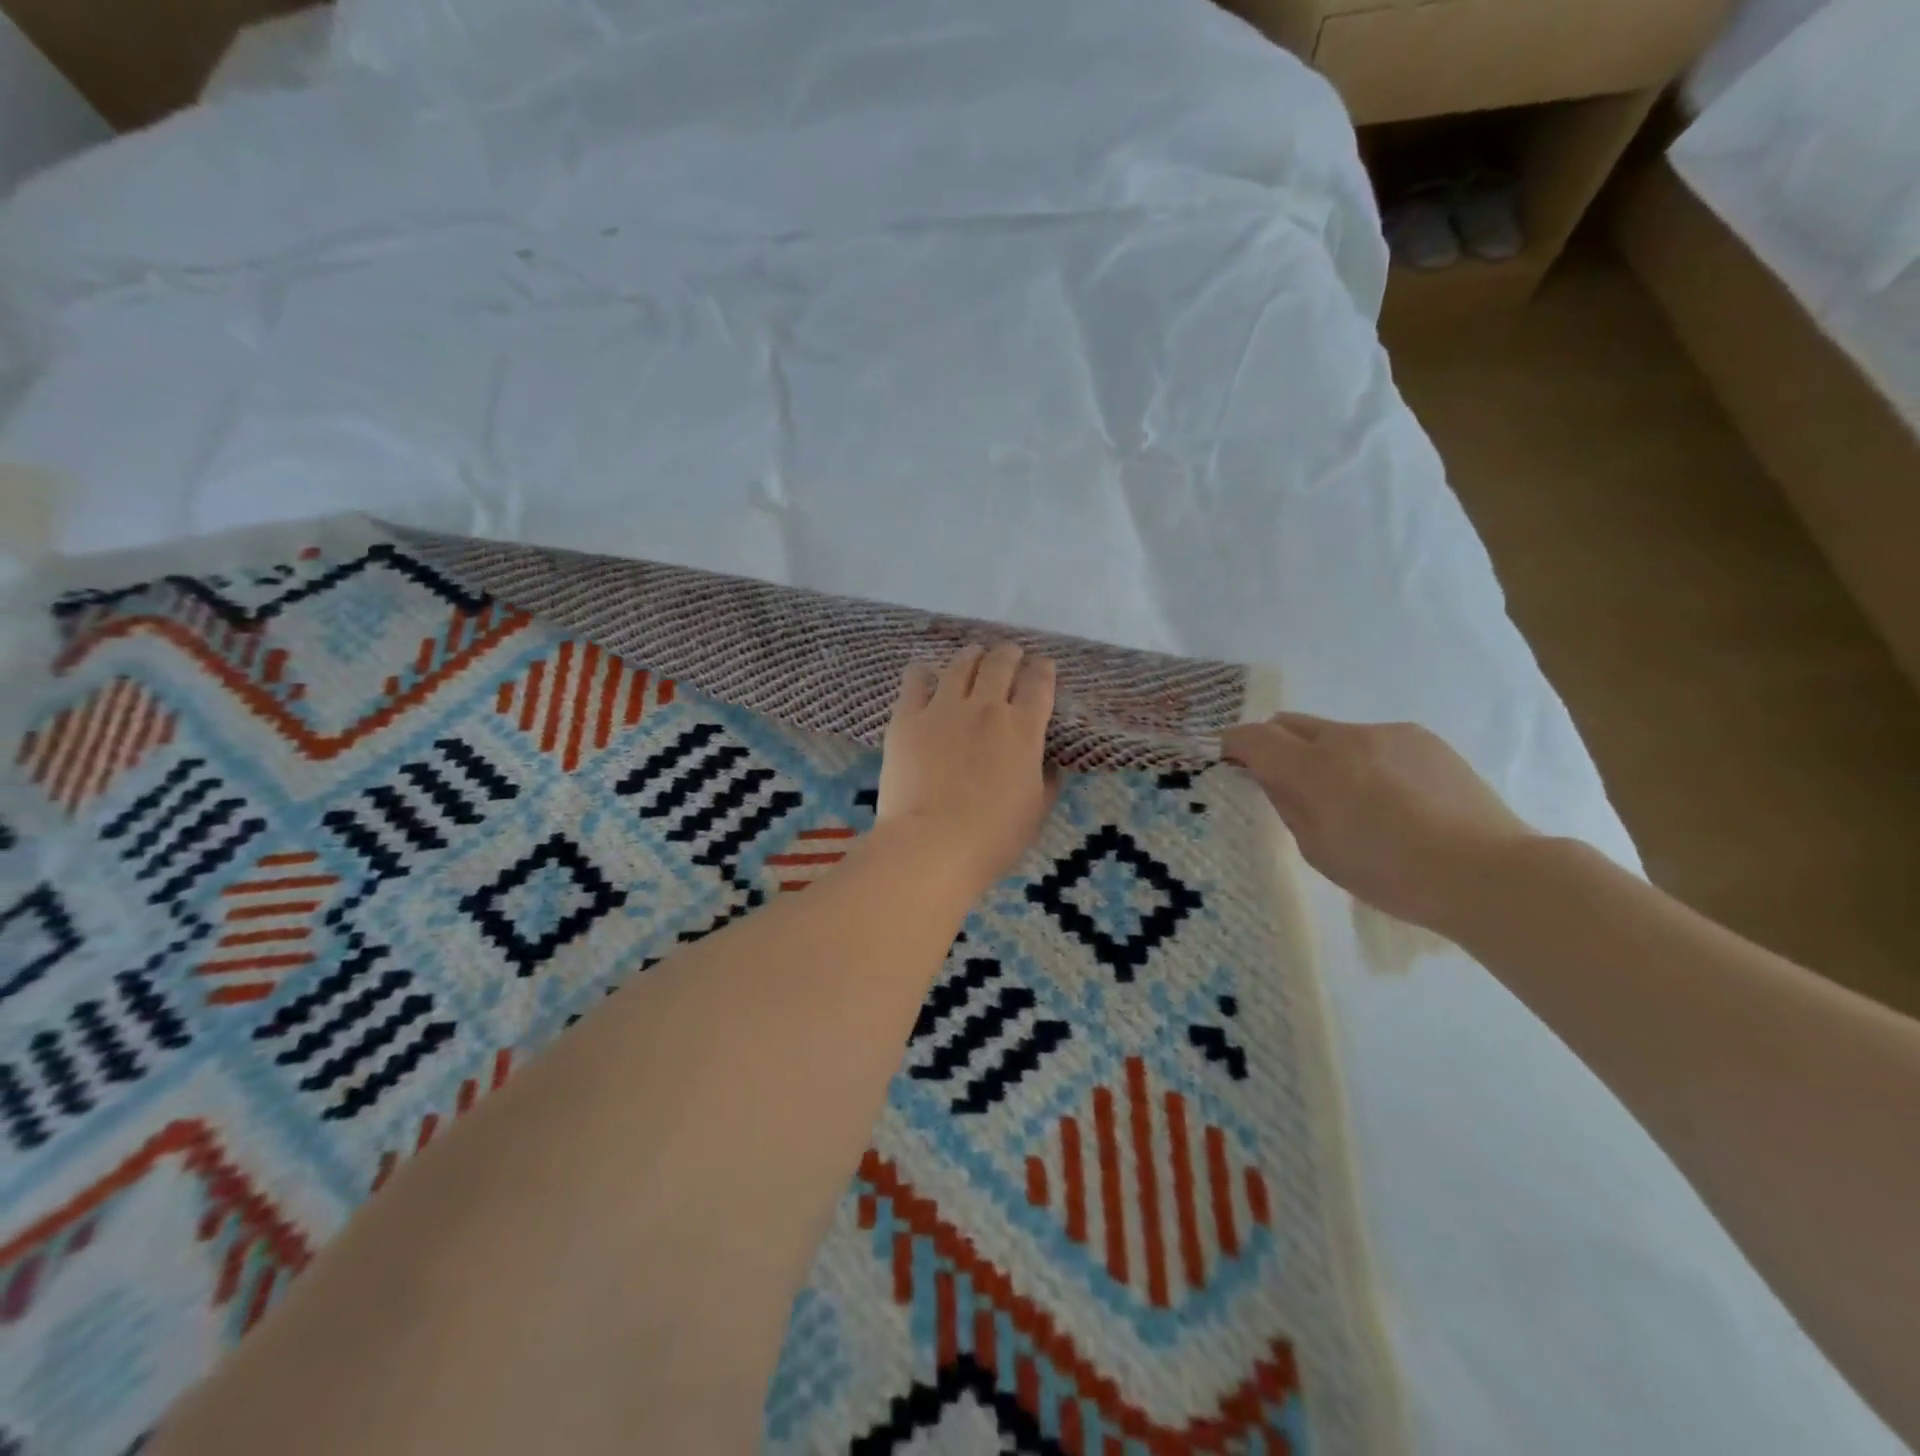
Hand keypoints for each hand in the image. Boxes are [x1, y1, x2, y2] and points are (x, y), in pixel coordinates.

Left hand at [877, 643, 1058, 900]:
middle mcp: (986, 708)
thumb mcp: (1035, 811)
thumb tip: (1048, 764)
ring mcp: (944, 708)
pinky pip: (915, 681)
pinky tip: (924, 672)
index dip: (1043, 670)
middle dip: (1009, 654)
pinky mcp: (907, 718)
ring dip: (972, 656)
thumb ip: (1046, 781)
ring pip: (961, 665)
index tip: (1043, 665)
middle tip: (1010, 654)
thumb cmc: (993, 837)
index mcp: (1023, 729)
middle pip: (1000, 664)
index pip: (1039, 685)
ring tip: (974, 655)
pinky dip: (923, 673)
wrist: (932, 844)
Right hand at [1221, 713, 1536, 930]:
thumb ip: (1287, 805)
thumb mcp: (1319, 851)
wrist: (1488, 873)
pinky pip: (1373, 740)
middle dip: (1274, 744)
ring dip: (1323, 754)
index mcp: (1314, 768)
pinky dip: (1364, 759)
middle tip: (1281, 779)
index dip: (1233, 745)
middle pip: (1289, 723)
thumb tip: (1272, 778)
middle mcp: (1346, 737)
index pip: (1254, 737)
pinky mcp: (1423, 738)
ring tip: (1349, 796)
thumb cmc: (1391, 874)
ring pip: (1333, 733)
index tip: (1229, 760)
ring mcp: (1388, 733)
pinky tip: (1391, 797)